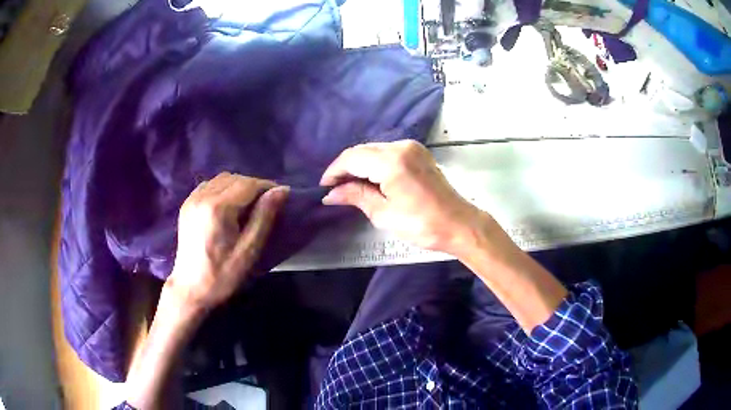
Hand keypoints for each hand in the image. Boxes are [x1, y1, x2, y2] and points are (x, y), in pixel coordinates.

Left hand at [167, 172, 288, 310]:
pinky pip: (209, 185)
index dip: (267, 186)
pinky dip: (223, 188)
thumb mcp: (249, 251)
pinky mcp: (187, 204)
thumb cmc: (223, 275)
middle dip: (254, 186)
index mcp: (218, 208)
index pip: (248, 184)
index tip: (280, 196)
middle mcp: (203, 196)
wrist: (190, 289)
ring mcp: (192, 199)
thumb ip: (264, 217)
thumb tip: (281, 190)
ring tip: (248, 204)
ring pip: (222, 179)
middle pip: (235, 178)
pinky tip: (228, 204)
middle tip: (266, 203)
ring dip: (238, 185)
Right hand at [320, 140, 485, 254]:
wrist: (459, 224)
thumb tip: (331, 194)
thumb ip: (356, 196)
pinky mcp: (418, 153)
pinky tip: (369, 179)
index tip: (324, 187)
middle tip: (334, 189)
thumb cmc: (422, 224)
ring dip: (359, 165)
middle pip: (362, 150)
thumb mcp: (384, 214)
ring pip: (374, 150)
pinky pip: (388, 152)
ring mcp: (412, 147)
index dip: (334, 171)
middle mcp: (401, 146)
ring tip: (349, 186)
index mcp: (392, 161)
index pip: (352, 158)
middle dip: (345, 168)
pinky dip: (374, 163)